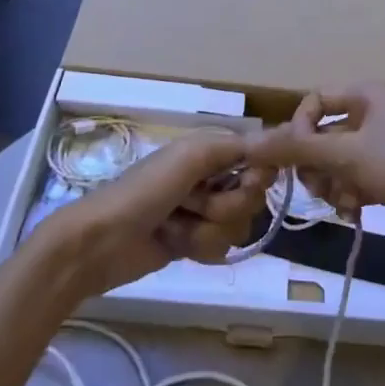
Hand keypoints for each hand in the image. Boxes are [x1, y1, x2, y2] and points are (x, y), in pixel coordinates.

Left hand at [40, 133, 271, 299]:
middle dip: (225, 206)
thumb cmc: (145, 191)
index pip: (259, 159)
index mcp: (211, 150)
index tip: (248, 181)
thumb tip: (282, 137)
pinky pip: (223, 247)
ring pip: (239, 226)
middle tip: (193, 203)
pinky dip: (199, 248)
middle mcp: (213, 177)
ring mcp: (204, 212)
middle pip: (253, 197)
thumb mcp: (190, 156)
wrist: (102, 242)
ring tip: (176, 226)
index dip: (258, 175)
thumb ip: (237, 147)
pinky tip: (174, 244)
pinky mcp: (196, 243)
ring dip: (207, 230)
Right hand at [244, 82, 384, 249]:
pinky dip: (347, 193)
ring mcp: (379, 143)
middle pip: (321, 135)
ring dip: (331, 183)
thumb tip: (247, 144)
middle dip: (316, 164)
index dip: (298, 129)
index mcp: (364, 94)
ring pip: (333, 160)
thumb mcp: (344, 156)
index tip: (296, 157)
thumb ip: (295, 149)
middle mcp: (371, 112)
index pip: (313, 102)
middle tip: (317, 187)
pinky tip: (356, 209)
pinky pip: (350, 177)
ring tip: (344, 201)